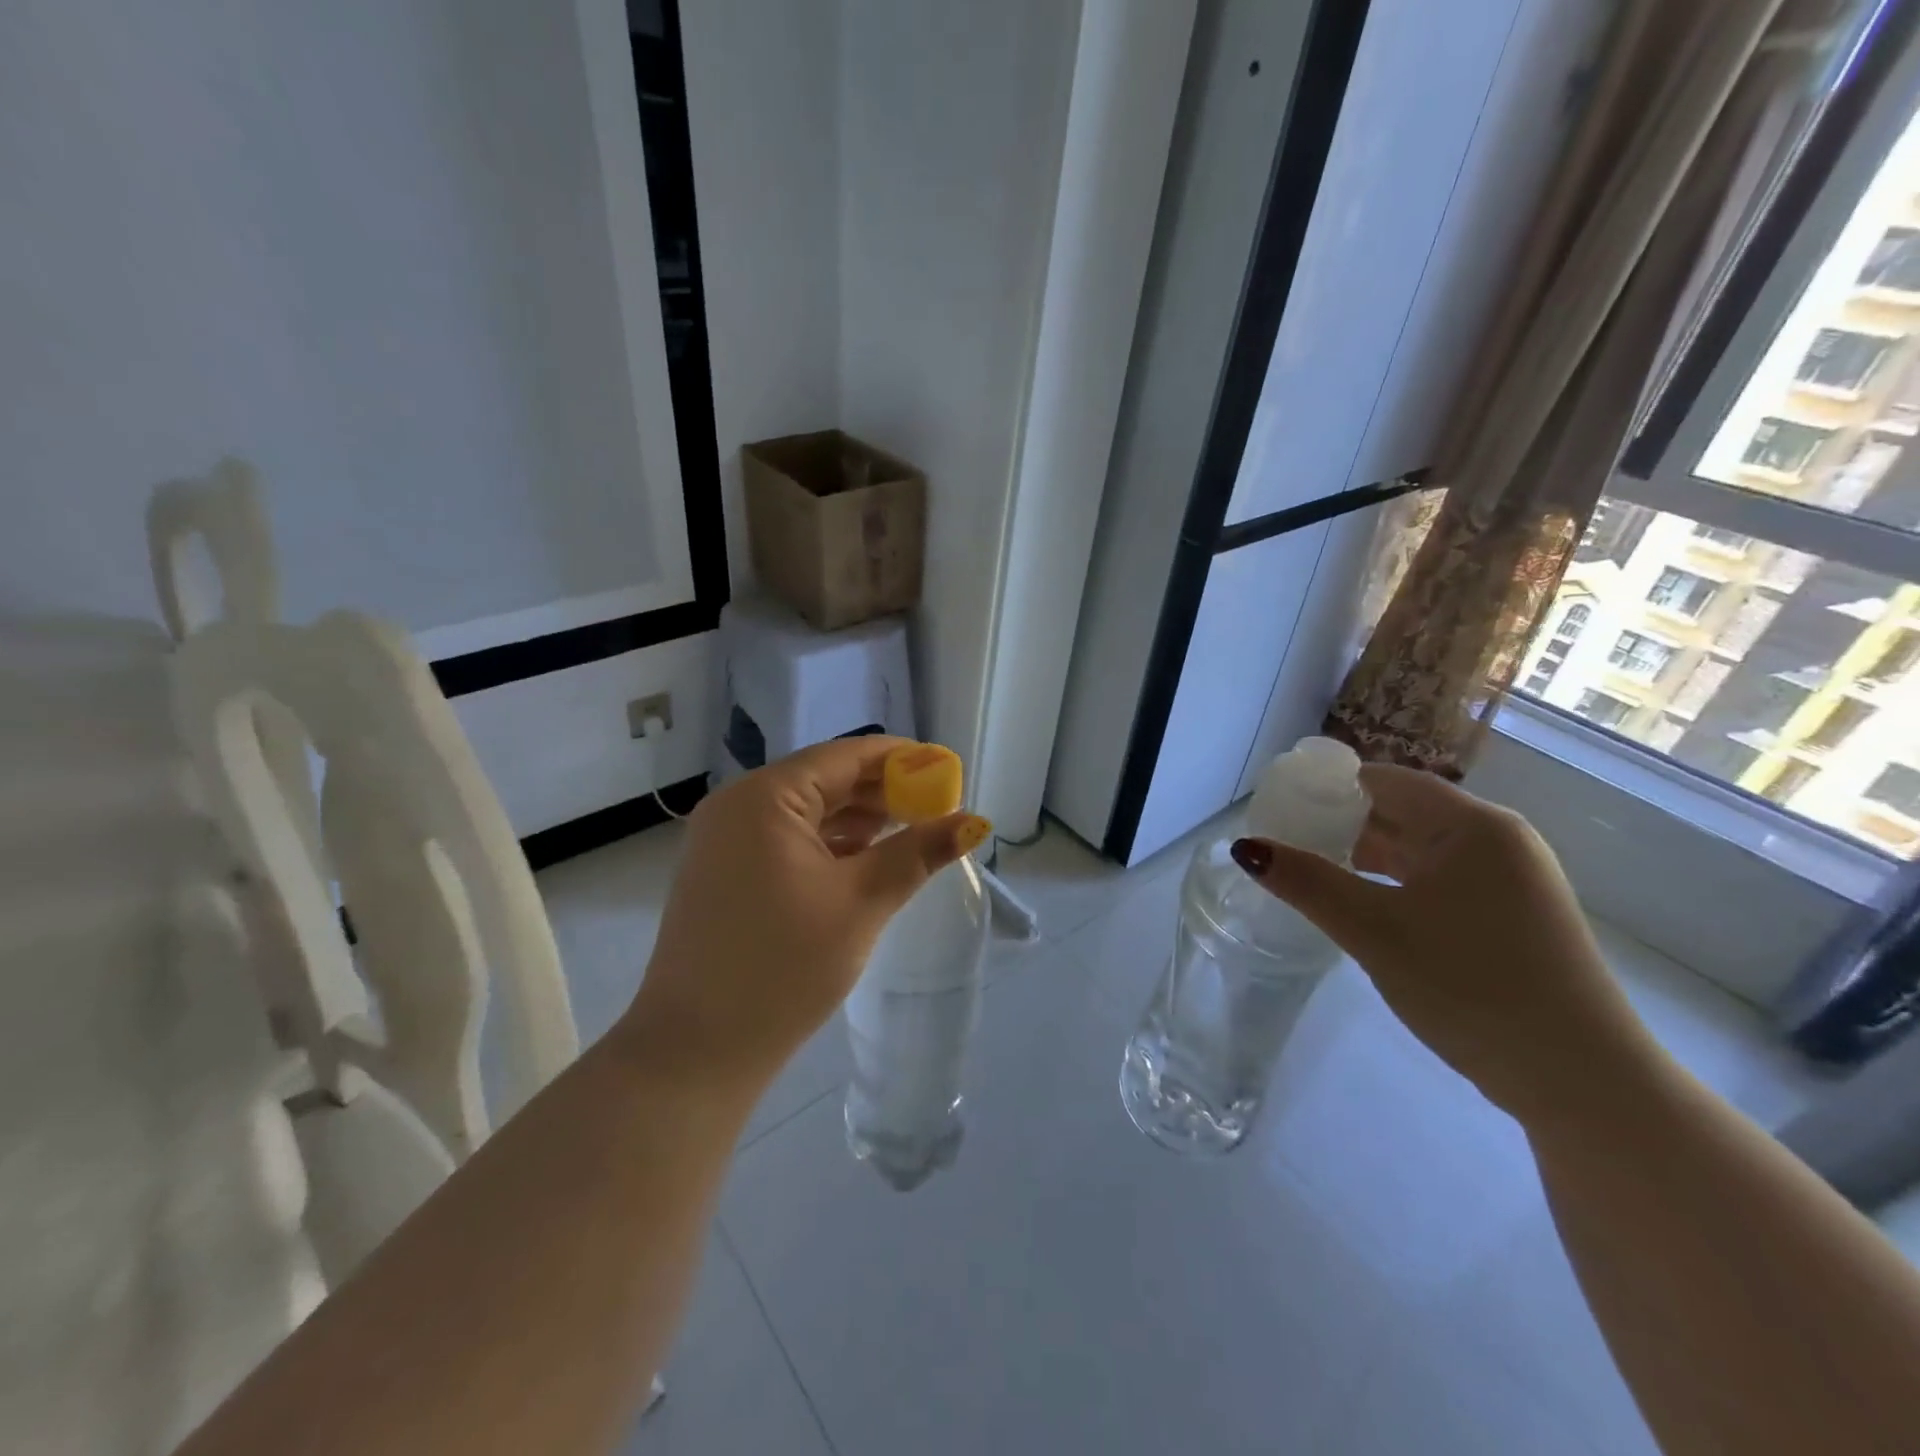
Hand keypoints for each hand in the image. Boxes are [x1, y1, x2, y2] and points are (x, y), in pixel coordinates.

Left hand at [617, 737, 991, 1091]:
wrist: (695, 1052)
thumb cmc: (781, 968)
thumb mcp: (860, 904)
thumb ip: (917, 853)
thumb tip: (973, 821)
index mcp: (764, 798)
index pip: (845, 756)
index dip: (901, 760)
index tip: (947, 773)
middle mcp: (738, 806)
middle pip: (825, 779)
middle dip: (883, 791)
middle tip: (937, 808)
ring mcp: (725, 840)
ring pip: (807, 811)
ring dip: (859, 818)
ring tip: (911, 832)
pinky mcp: (726, 872)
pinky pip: (788, 839)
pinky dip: (829, 843)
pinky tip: (866, 859)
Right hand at [1232, 765, 1663, 1128]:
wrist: (1582, 1082)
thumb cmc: (1472, 986)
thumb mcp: (1374, 930)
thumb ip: (1306, 882)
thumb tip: (1244, 847)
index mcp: (1472, 825)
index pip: (1383, 781)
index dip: (1326, 787)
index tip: (1278, 807)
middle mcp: (1497, 840)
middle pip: (1401, 811)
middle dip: (1340, 823)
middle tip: (1283, 842)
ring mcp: (1510, 880)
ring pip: (1419, 849)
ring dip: (1365, 856)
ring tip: (1310, 873)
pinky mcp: (1512, 917)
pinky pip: (1439, 880)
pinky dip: (1395, 884)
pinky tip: (1361, 907)